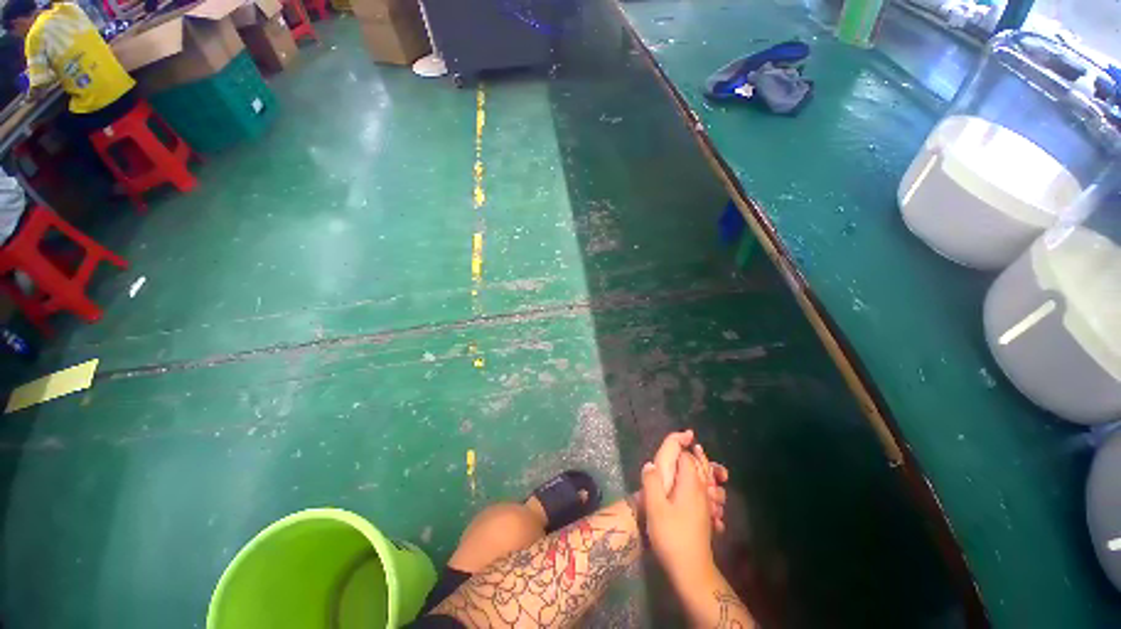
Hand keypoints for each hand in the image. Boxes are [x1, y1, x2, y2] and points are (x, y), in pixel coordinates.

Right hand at [642, 452, 716, 583]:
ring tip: (702, 462)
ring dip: (706, 469)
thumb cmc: (671, 535)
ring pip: (708, 481)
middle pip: (701, 467)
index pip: (687, 458)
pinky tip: (706, 489)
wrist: (691, 570)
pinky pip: (710, 494)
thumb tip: (649, 463)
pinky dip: (709, 485)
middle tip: (694, 444)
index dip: (680, 448)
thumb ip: (651, 482)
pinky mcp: (706, 517)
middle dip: (697, 455)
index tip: (675, 441)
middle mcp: (701, 491)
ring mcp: (706, 505)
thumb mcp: (655, 507)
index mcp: (689, 484)